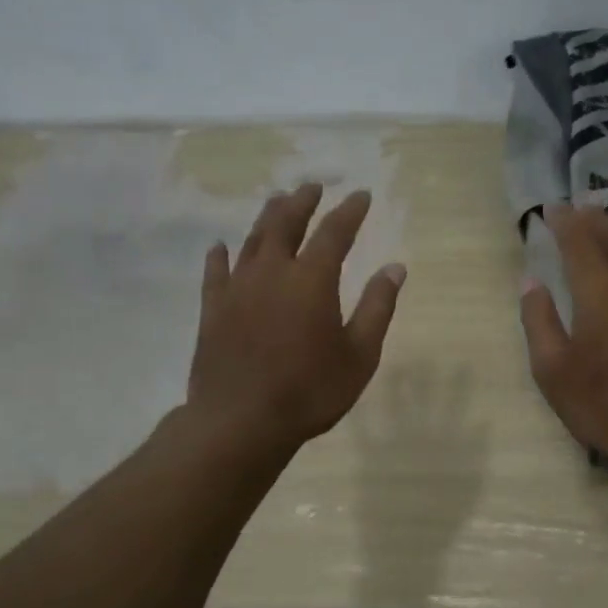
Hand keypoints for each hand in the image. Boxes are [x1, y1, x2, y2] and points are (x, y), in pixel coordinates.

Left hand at [187, 182, 405, 455]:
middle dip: (302, 202)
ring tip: (277, 201)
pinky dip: (220, 255)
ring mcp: (237, 288)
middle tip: (312, 187)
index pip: (334, 232)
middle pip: (286, 224)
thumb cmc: (310, 391)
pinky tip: (221, 247)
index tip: (361, 195)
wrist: (241, 421)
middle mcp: (273, 272)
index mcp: (312, 279)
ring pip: (252, 240)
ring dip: (267, 217)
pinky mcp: (212, 309)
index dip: (349, 211)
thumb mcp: (359, 355)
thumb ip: (377, 308)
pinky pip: (216, 272)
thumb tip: (395, 267)